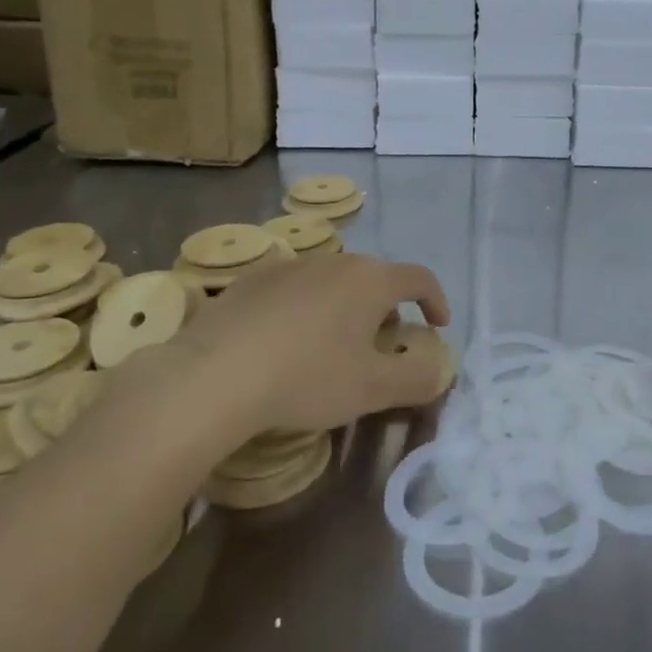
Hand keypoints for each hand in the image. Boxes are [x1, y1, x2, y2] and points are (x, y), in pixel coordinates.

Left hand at [135, 252, 451, 442]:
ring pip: (333, 281)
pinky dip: (305, 308)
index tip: (437, 327)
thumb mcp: (373, 389)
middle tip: (383, 344)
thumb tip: (437, 369)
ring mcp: (290, 265)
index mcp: (371, 280)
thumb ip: (417, 378)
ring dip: (345, 307)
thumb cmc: (306, 378)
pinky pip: (294, 288)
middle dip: (388, 308)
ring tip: (333, 344)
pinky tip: (285, 341)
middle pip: (375, 278)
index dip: (435, 300)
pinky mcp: (252, 279)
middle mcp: (335, 261)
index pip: (419, 278)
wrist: (214, 376)